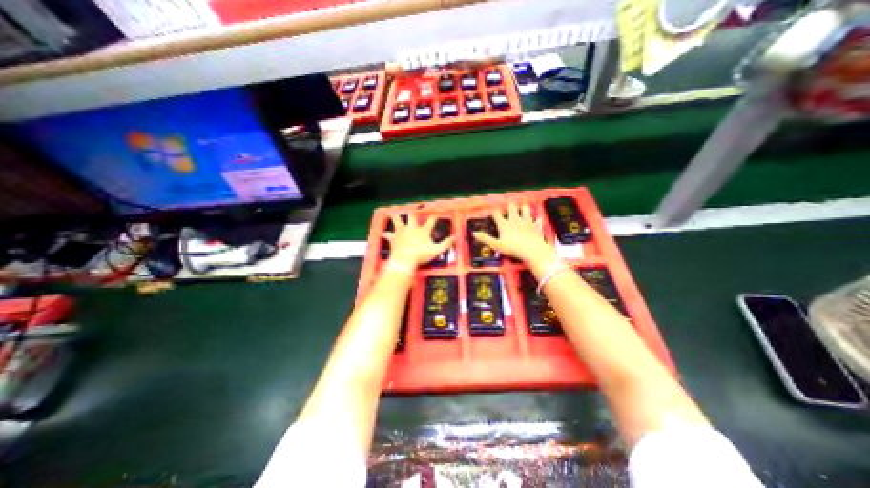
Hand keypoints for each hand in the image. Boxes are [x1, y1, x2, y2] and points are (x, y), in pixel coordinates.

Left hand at [385, 214, 455, 266]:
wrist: (405, 260)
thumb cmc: (421, 255)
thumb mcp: (437, 250)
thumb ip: (447, 243)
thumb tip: (455, 237)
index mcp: (423, 230)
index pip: (431, 220)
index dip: (435, 216)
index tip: (437, 212)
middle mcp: (411, 228)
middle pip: (412, 216)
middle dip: (413, 212)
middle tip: (414, 209)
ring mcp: (401, 232)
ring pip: (398, 221)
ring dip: (396, 217)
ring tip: (394, 213)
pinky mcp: (393, 238)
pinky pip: (388, 234)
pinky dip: (386, 234)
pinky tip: (383, 232)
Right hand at [474, 205, 552, 269]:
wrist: (532, 250)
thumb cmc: (513, 248)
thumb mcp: (496, 245)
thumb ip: (485, 238)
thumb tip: (474, 233)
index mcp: (504, 224)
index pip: (496, 213)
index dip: (493, 211)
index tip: (491, 212)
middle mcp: (514, 219)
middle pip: (510, 207)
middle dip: (508, 206)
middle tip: (507, 209)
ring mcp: (525, 220)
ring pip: (523, 208)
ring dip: (521, 207)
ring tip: (520, 209)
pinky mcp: (534, 224)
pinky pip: (532, 215)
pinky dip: (531, 214)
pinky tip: (532, 216)